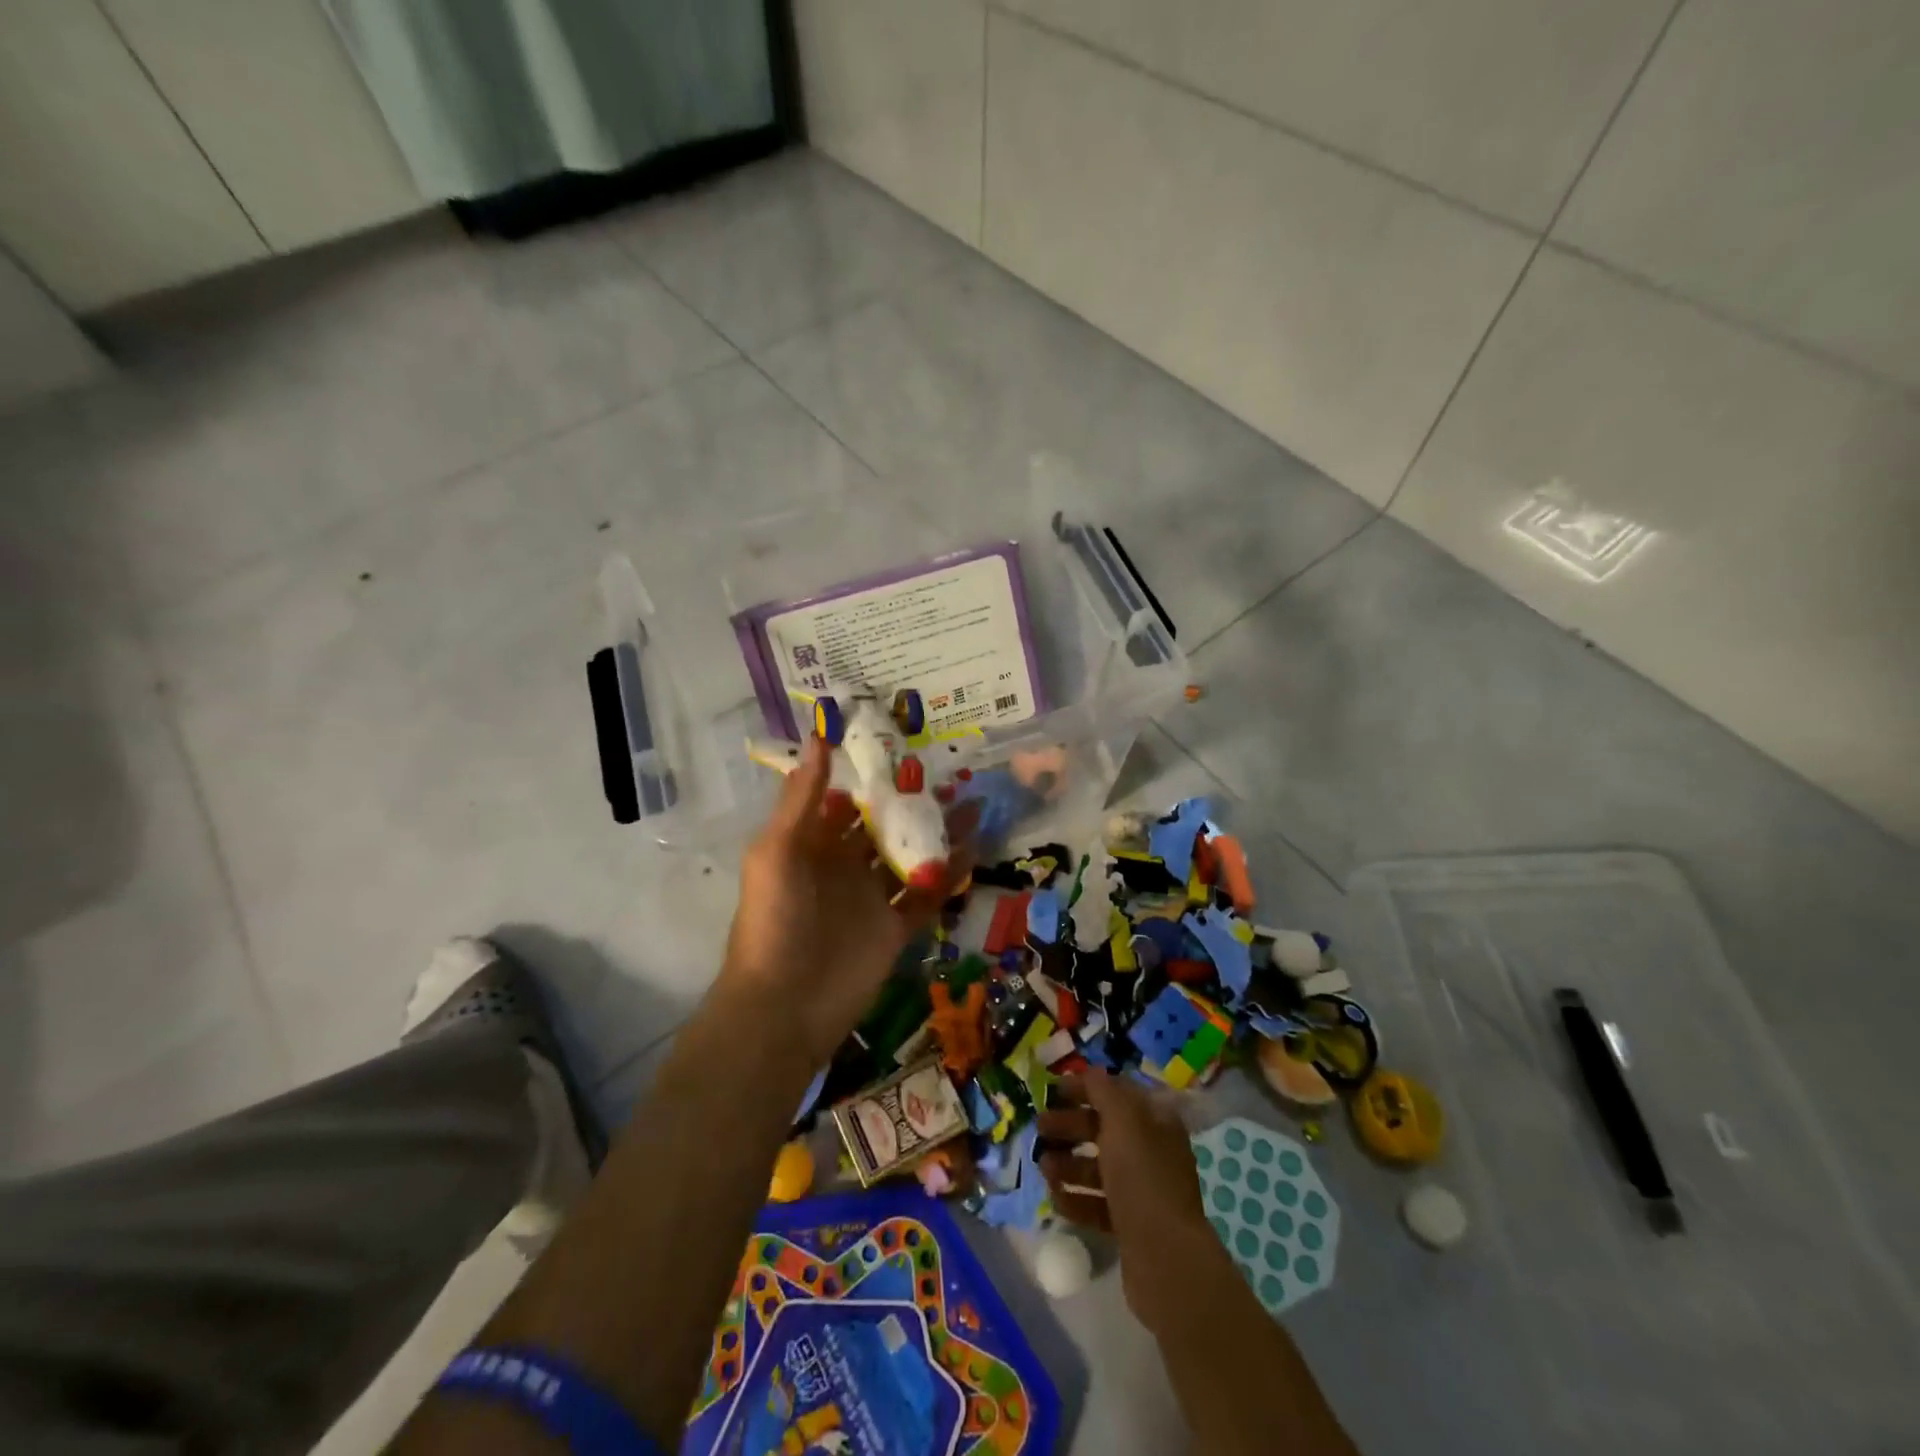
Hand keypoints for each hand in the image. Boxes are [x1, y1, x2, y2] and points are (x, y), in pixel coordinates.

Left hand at [719, 735, 974, 1066]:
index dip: (871, 775)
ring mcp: (872, 898)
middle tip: (951, 774)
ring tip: (974, 804)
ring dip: (939, 832)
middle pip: (885, 825)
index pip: (846, 800)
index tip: (905, 745)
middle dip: (914, 801)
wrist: (785, 1006)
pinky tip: (975, 849)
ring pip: (911, 855)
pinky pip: (926, 894)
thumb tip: (820, 735)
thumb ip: (803, 796)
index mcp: (813, 844)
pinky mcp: (895, 928)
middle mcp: (844, 866)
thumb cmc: (775, 920)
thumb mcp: (778, 849)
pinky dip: (949, 873)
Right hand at [1039, 1071, 1224, 1329]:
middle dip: (1069, 1127)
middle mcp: (1151, 1151)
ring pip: (1098, 1168)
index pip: (1117, 1093)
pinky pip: (1097, 1204)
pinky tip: (1055, 1198)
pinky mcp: (1131, 1226)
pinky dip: (1075, 1198)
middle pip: (1104, 1130)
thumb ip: (1103, 1090)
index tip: (1053, 1092)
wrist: (1165, 1258)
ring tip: (1043, 1167)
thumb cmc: (1142, 1177)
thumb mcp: (1123, 1120)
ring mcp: (1142, 1191)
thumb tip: (1090, 1072)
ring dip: (1068, 1164)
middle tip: (1040, 1130)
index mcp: (1156, 1121)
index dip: (1085, 1088)